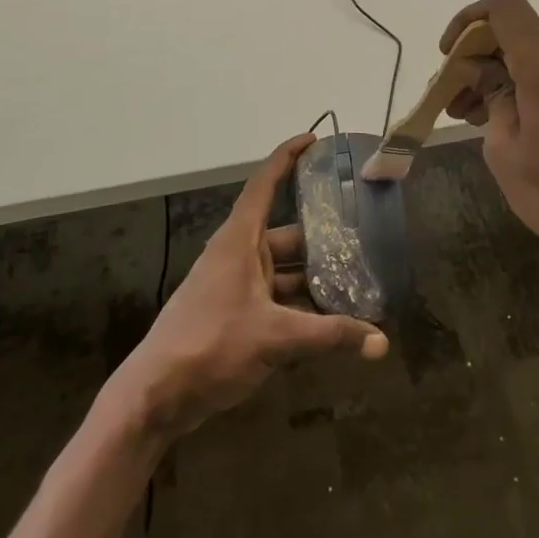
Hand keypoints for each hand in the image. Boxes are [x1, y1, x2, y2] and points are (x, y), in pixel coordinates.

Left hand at [113, 136, 386, 440]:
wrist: (156, 397)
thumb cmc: (211, 346)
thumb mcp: (275, 338)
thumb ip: (330, 336)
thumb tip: (382, 343)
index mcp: (239, 241)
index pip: (265, 184)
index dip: (287, 157)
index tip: (314, 140)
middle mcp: (238, 256)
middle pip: (286, 234)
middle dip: (322, 237)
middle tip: (362, 236)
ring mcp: (236, 287)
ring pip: (284, 271)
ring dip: (315, 278)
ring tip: (357, 283)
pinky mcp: (235, 315)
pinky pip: (277, 299)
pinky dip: (301, 306)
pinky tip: (331, 321)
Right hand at [441, 0, 538, 283]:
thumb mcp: (505, 150)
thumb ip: (490, 97)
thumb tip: (480, 71)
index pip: (504, 6)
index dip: (469, 19)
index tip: (449, 56)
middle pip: (514, 34)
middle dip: (476, 58)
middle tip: (450, 98)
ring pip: (530, 56)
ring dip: (496, 76)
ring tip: (467, 115)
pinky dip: (520, 87)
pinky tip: (500, 119)